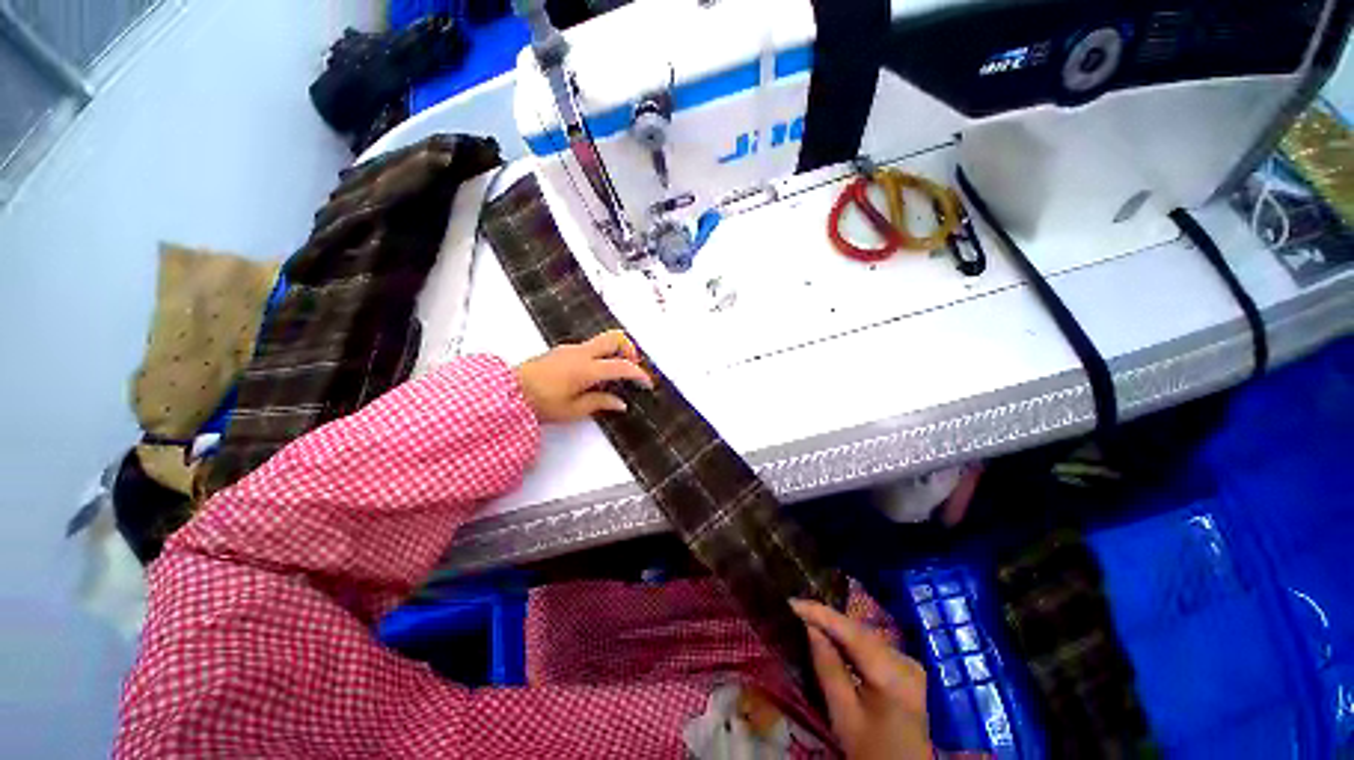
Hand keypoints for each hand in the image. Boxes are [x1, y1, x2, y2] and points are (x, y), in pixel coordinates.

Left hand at [514, 330, 652, 422]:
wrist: (508, 392)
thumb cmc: (540, 403)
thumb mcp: (573, 410)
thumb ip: (600, 403)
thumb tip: (620, 403)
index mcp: (586, 369)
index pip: (621, 366)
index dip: (638, 374)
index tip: (647, 384)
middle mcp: (581, 353)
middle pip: (615, 337)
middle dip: (630, 349)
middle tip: (633, 367)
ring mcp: (571, 348)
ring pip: (602, 340)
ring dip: (615, 351)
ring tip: (616, 372)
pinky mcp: (563, 350)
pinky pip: (590, 346)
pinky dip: (601, 354)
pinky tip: (596, 373)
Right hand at [792, 600, 931, 759]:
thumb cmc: (871, 753)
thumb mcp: (845, 717)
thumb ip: (828, 669)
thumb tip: (809, 628)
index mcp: (893, 673)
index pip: (851, 631)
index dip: (819, 613)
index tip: (791, 602)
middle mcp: (905, 660)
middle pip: (859, 631)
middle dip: (826, 618)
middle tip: (794, 608)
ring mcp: (909, 665)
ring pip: (864, 636)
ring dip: (835, 627)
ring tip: (806, 617)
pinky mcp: (906, 671)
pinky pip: (871, 646)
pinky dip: (849, 641)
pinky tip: (830, 636)